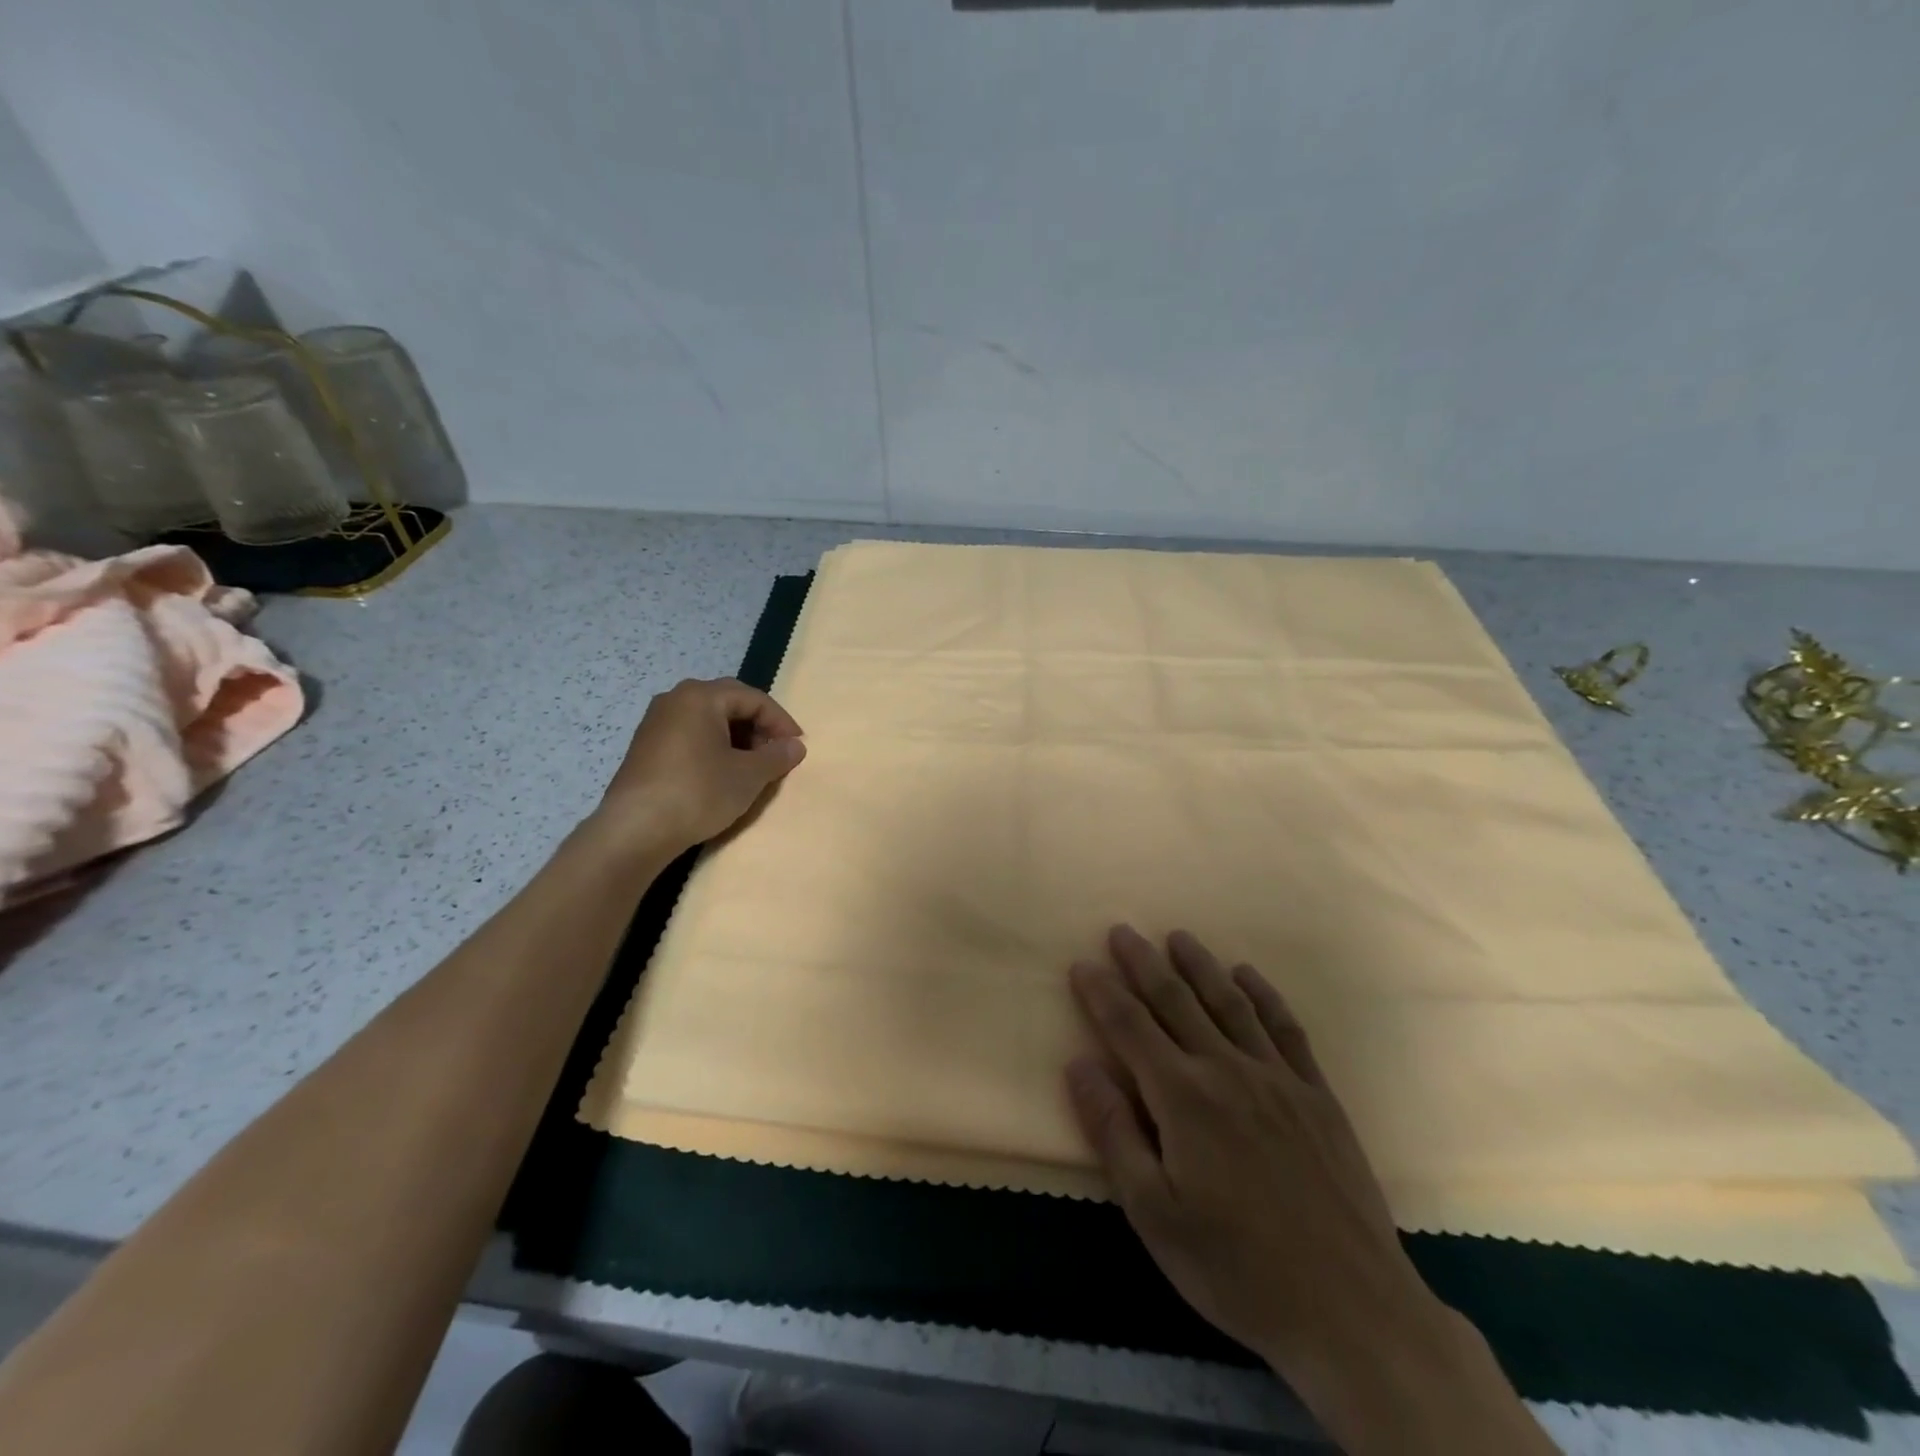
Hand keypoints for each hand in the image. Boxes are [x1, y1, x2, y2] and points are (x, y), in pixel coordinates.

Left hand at [593, 678, 804, 853]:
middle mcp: (675, 699)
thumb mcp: (748, 776)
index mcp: (701, 697)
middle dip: (758, 725)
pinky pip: (690, 735)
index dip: (781, 721)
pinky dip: (713, 746)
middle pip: (729, 702)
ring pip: (708, 719)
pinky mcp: (645, 747)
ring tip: (752, 765)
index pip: (754, 698)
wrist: (635, 830)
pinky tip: (721, 773)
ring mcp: (656, 722)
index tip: (797, 746)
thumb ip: (776, 756)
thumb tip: (795, 746)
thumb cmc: (698, 792)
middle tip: (775, 752)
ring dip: (736, 737)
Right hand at [1067, 927, 1553, 1454]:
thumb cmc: (1237, 1267)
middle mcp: (1227, 1070)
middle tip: (1122, 931)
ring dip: (1199, 965)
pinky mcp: (1317, 1094)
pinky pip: (1285, 1028)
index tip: (1082, 963)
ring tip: (1178, 937)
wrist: (1352, 1310)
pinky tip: (1248, 975)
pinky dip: (1264, 994)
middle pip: (1175, 1000)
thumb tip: (1079, 1064)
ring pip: (1229, 1002)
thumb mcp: (1154, 1215)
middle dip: (1143, 963)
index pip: (1129, 1027)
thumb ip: (1113, 1132)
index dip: (1102, 992)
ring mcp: (1278, 1078)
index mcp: (1182, 1097)